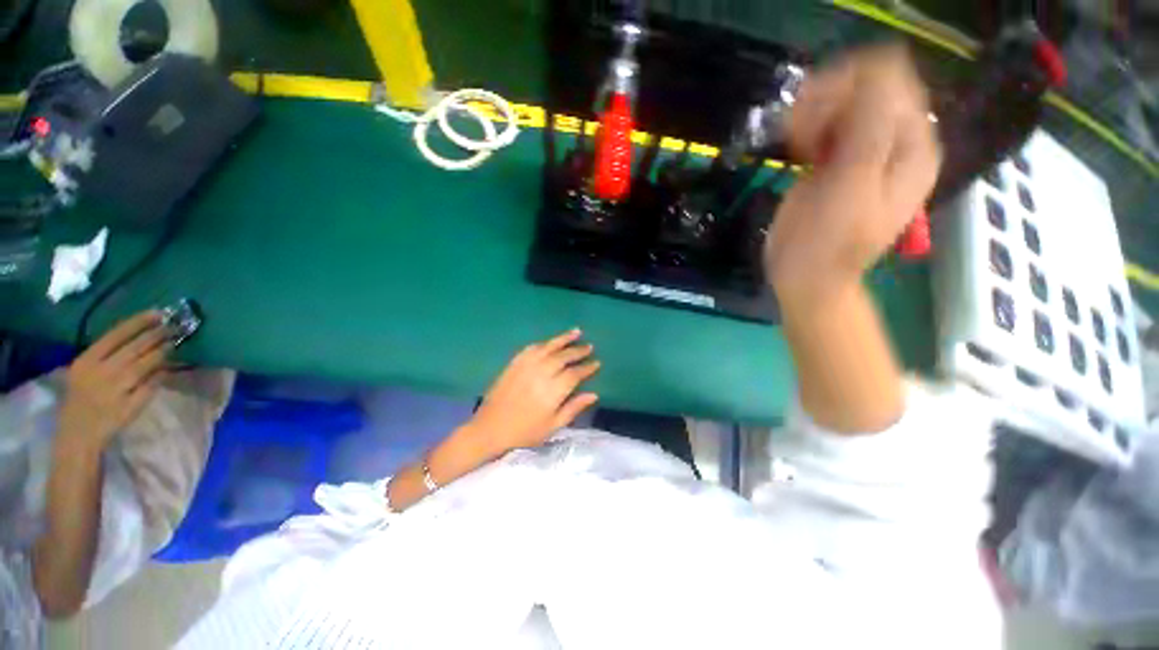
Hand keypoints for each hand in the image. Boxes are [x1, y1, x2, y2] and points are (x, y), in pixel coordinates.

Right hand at [58, 311, 170, 450]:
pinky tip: (168, 368)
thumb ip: (106, 354)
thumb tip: (139, 333)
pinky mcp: (129, 406)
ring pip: (145, 365)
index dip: (139, 322)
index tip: (158, 313)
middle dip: (156, 335)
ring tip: (173, 344)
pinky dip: (161, 375)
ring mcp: (116, 390)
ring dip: (162, 353)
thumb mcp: (84, 370)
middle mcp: (101, 373)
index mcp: (86, 361)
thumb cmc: (82, 396)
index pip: (116, 335)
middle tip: (173, 327)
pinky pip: (151, 385)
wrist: (78, 433)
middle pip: (134, 348)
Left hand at [468, 329, 599, 454]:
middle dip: (578, 351)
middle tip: (589, 346)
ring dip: (563, 339)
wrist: (490, 428)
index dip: (587, 368)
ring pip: (549, 347)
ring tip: (576, 332)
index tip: (597, 363)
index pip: (575, 374)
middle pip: (564, 357)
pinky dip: (544, 343)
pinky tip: (550, 342)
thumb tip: (593, 394)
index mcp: (553, 391)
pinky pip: (531, 348)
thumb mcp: (553, 426)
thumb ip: (574, 408)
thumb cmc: (525, 432)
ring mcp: (526, 366)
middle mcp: (541, 373)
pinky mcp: (514, 363)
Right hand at [766, 44, 940, 303]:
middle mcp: (894, 142)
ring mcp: (864, 150)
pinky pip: (827, 122)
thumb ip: (870, 130)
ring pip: (843, 100)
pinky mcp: (836, 161)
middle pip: (867, 85)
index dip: (848, 89)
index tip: (813, 126)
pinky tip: (796, 147)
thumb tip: (874, 72)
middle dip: (828, 102)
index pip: (891, 79)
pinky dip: (807, 126)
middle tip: (800, 138)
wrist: (806, 279)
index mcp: (912, 146)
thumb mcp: (853, 189)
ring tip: (796, 144)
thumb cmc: (828, 244)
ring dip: (814, 113)